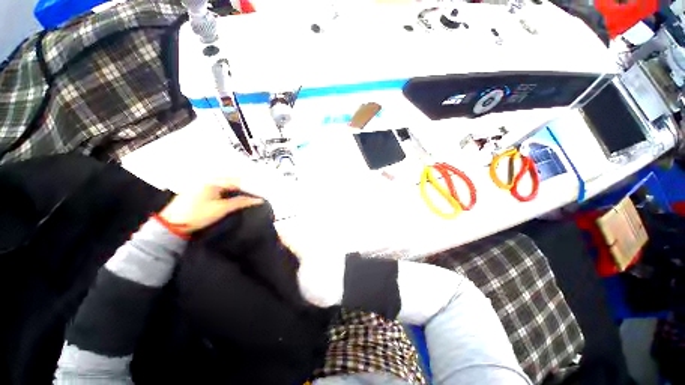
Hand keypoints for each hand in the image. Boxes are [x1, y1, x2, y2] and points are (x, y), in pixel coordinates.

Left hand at [159, 181, 263, 233]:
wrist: (172, 225)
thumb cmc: (198, 214)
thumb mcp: (222, 208)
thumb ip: (241, 202)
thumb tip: (258, 200)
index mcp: (213, 181)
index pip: (237, 181)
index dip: (249, 188)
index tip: (258, 195)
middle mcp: (206, 180)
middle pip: (230, 182)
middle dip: (241, 188)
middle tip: (252, 196)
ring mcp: (200, 186)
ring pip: (223, 186)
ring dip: (233, 191)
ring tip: (243, 198)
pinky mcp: (195, 192)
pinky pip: (215, 189)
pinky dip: (224, 193)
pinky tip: (228, 199)